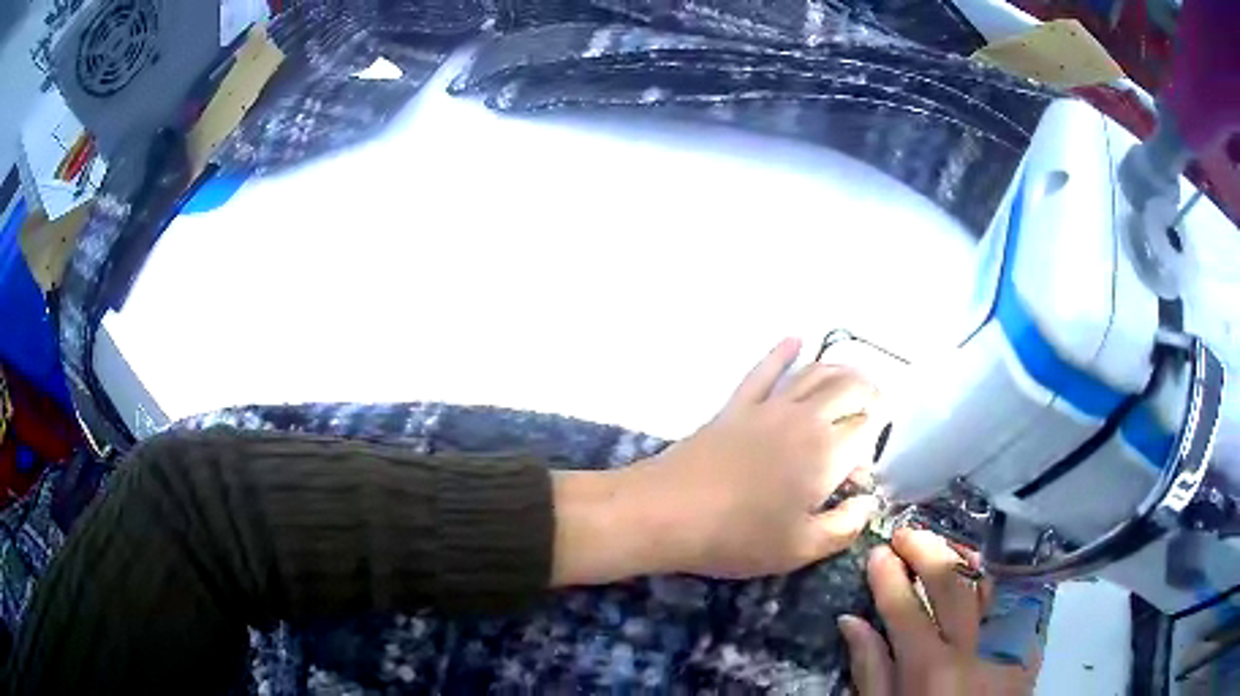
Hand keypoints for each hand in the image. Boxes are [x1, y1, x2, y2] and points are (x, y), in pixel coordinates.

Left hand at [634, 336, 882, 577]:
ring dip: (840, 368)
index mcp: (827, 454)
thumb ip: (845, 527)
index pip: (867, 430)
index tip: (868, 459)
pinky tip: (796, 339)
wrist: (667, 512)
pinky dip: (783, 352)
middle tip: (877, 403)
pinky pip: (765, 370)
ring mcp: (768, 407)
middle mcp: (805, 419)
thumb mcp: (800, 549)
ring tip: (853, 377)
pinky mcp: (737, 406)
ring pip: (814, 373)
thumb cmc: (738, 537)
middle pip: (848, 388)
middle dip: (869, 391)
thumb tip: (868, 503)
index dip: (875, 438)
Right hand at [839, 529, 1035, 695]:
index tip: (877, 553)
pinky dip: (989, 580)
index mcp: (930, 669)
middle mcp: (973, 648)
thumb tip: (851, 621)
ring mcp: (1005, 641)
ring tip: (940, 545)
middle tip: (905, 535)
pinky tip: (976, 571)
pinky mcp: (1026, 642)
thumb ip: (870, 669)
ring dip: (961, 557)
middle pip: (950, 584)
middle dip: (926, 551)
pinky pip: (1009, 599)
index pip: (905, 608)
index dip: (888, 576)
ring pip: (986, 582)